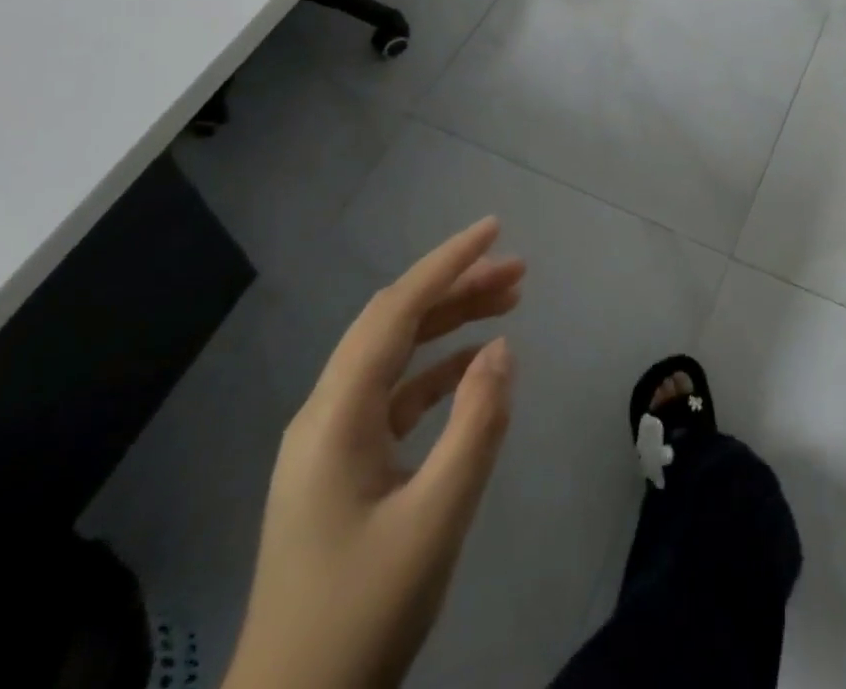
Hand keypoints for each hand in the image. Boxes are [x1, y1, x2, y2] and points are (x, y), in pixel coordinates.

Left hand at [223, 217, 521, 688]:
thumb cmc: (361, 615)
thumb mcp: (435, 520)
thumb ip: (475, 426)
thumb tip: (502, 350)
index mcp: (335, 417)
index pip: (396, 311)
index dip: (447, 264)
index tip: (495, 230)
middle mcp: (326, 414)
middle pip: (395, 324)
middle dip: (456, 287)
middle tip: (519, 270)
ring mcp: (332, 441)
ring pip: (396, 355)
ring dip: (451, 323)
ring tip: (510, 302)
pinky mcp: (344, 467)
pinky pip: (396, 395)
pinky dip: (439, 370)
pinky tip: (477, 366)